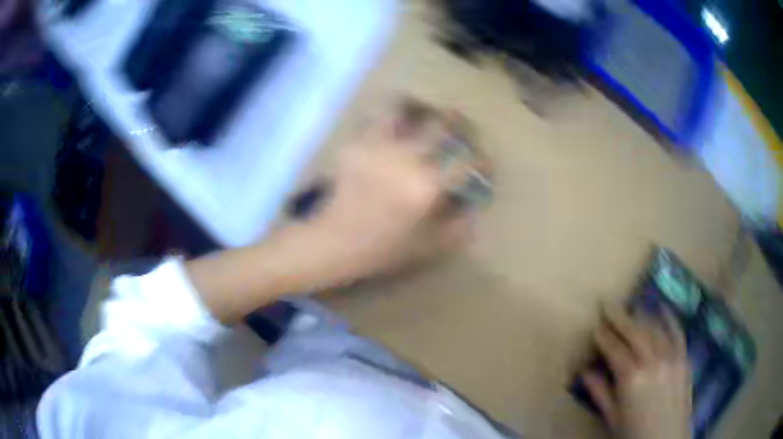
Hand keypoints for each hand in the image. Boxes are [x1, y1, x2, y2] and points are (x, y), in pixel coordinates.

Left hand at [187, 99, 488, 323]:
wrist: (329, 243)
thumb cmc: (377, 251)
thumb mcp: (422, 249)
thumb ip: (453, 231)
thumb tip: (473, 214)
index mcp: (426, 187)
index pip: (465, 164)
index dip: (480, 161)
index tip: (482, 163)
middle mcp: (406, 159)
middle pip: (439, 126)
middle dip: (455, 122)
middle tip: (456, 124)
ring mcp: (378, 148)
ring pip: (401, 110)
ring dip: (414, 109)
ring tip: (419, 112)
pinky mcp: (355, 146)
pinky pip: (372, 121)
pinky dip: (384, 117)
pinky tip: (388, 126)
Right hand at [582, 306, 691, 438]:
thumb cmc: (634, 433)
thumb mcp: (612, 417)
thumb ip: (600, 392)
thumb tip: (584, 371)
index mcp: (631, 377)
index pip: (614, 348)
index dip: (603, 335)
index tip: (595, 326)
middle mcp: (652, 360)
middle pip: (634, 331)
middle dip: (619, 317)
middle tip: (607, 304)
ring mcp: (671, 355)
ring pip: (654, 328)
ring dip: (640, 316)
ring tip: (629, 309)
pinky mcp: (684, 357)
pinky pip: (676, 331)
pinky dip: (668, 318)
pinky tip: (662, 307)